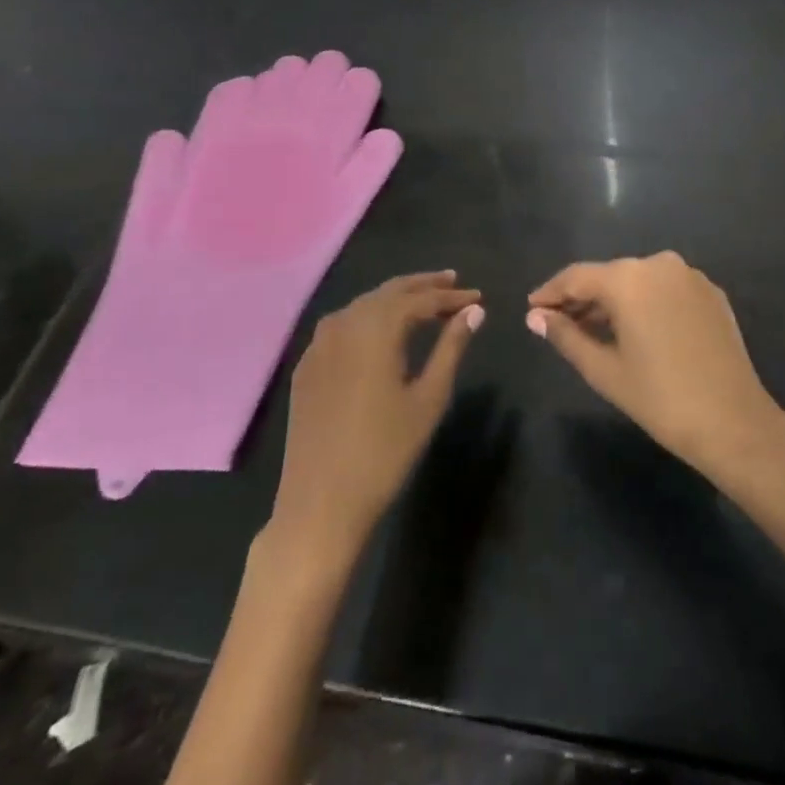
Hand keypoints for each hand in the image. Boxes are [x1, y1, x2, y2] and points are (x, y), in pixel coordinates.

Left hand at [269, 272, 482, 553]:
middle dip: (423, 286)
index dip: (452, 296)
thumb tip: (474, 311)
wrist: (321, 502)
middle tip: (453, 282)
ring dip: (395, 298)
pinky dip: (368, 316)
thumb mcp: (429, 397)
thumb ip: (451, 347)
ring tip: (423, 302)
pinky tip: (380, 329)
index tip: (478, 296)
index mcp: (377, 328)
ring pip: (363, 305)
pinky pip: (342, 324)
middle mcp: (344, 323)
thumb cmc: (385, 451)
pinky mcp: (307, 365)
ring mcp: (319, 344)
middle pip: (389, 292)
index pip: (421, 300)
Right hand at [527, 252, 784, 477]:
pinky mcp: (711, 293)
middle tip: (558, 323)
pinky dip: (645, 304)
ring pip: (639, 281)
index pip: (577, 277)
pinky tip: (636, 330)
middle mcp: (660, 264)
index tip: (532, 308)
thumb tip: (536, 316)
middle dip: (582, 298)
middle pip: (609, 276)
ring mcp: (690, 276)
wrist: (734, 421)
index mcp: (629, 278)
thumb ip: (565, 336)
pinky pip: (666, 290)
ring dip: (614, 301)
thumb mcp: (604, 370)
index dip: (551, 292)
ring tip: (592, 329)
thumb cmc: (660, 398)